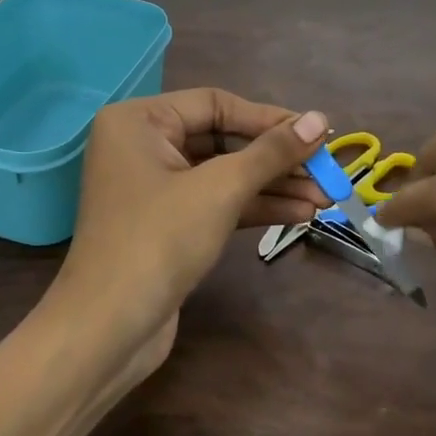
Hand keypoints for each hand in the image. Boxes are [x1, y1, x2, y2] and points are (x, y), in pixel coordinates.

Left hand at [52, 89, 328, 381]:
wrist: (108, 330)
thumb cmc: (158, 241)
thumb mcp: (220, 189)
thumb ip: (271, 153)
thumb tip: (319, 119)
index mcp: (139, 121)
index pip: (215, 104)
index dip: (269, 119)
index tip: (317, 134)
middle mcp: (142, 145)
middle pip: (222, 140)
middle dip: (276, 159)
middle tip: (327, 171)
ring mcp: (154, 187)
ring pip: (223, 174)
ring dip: (273, 185)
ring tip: (325, 197)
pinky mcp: (167, 224)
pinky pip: (216, 202)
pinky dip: (254, 206)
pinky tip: (299, 213)